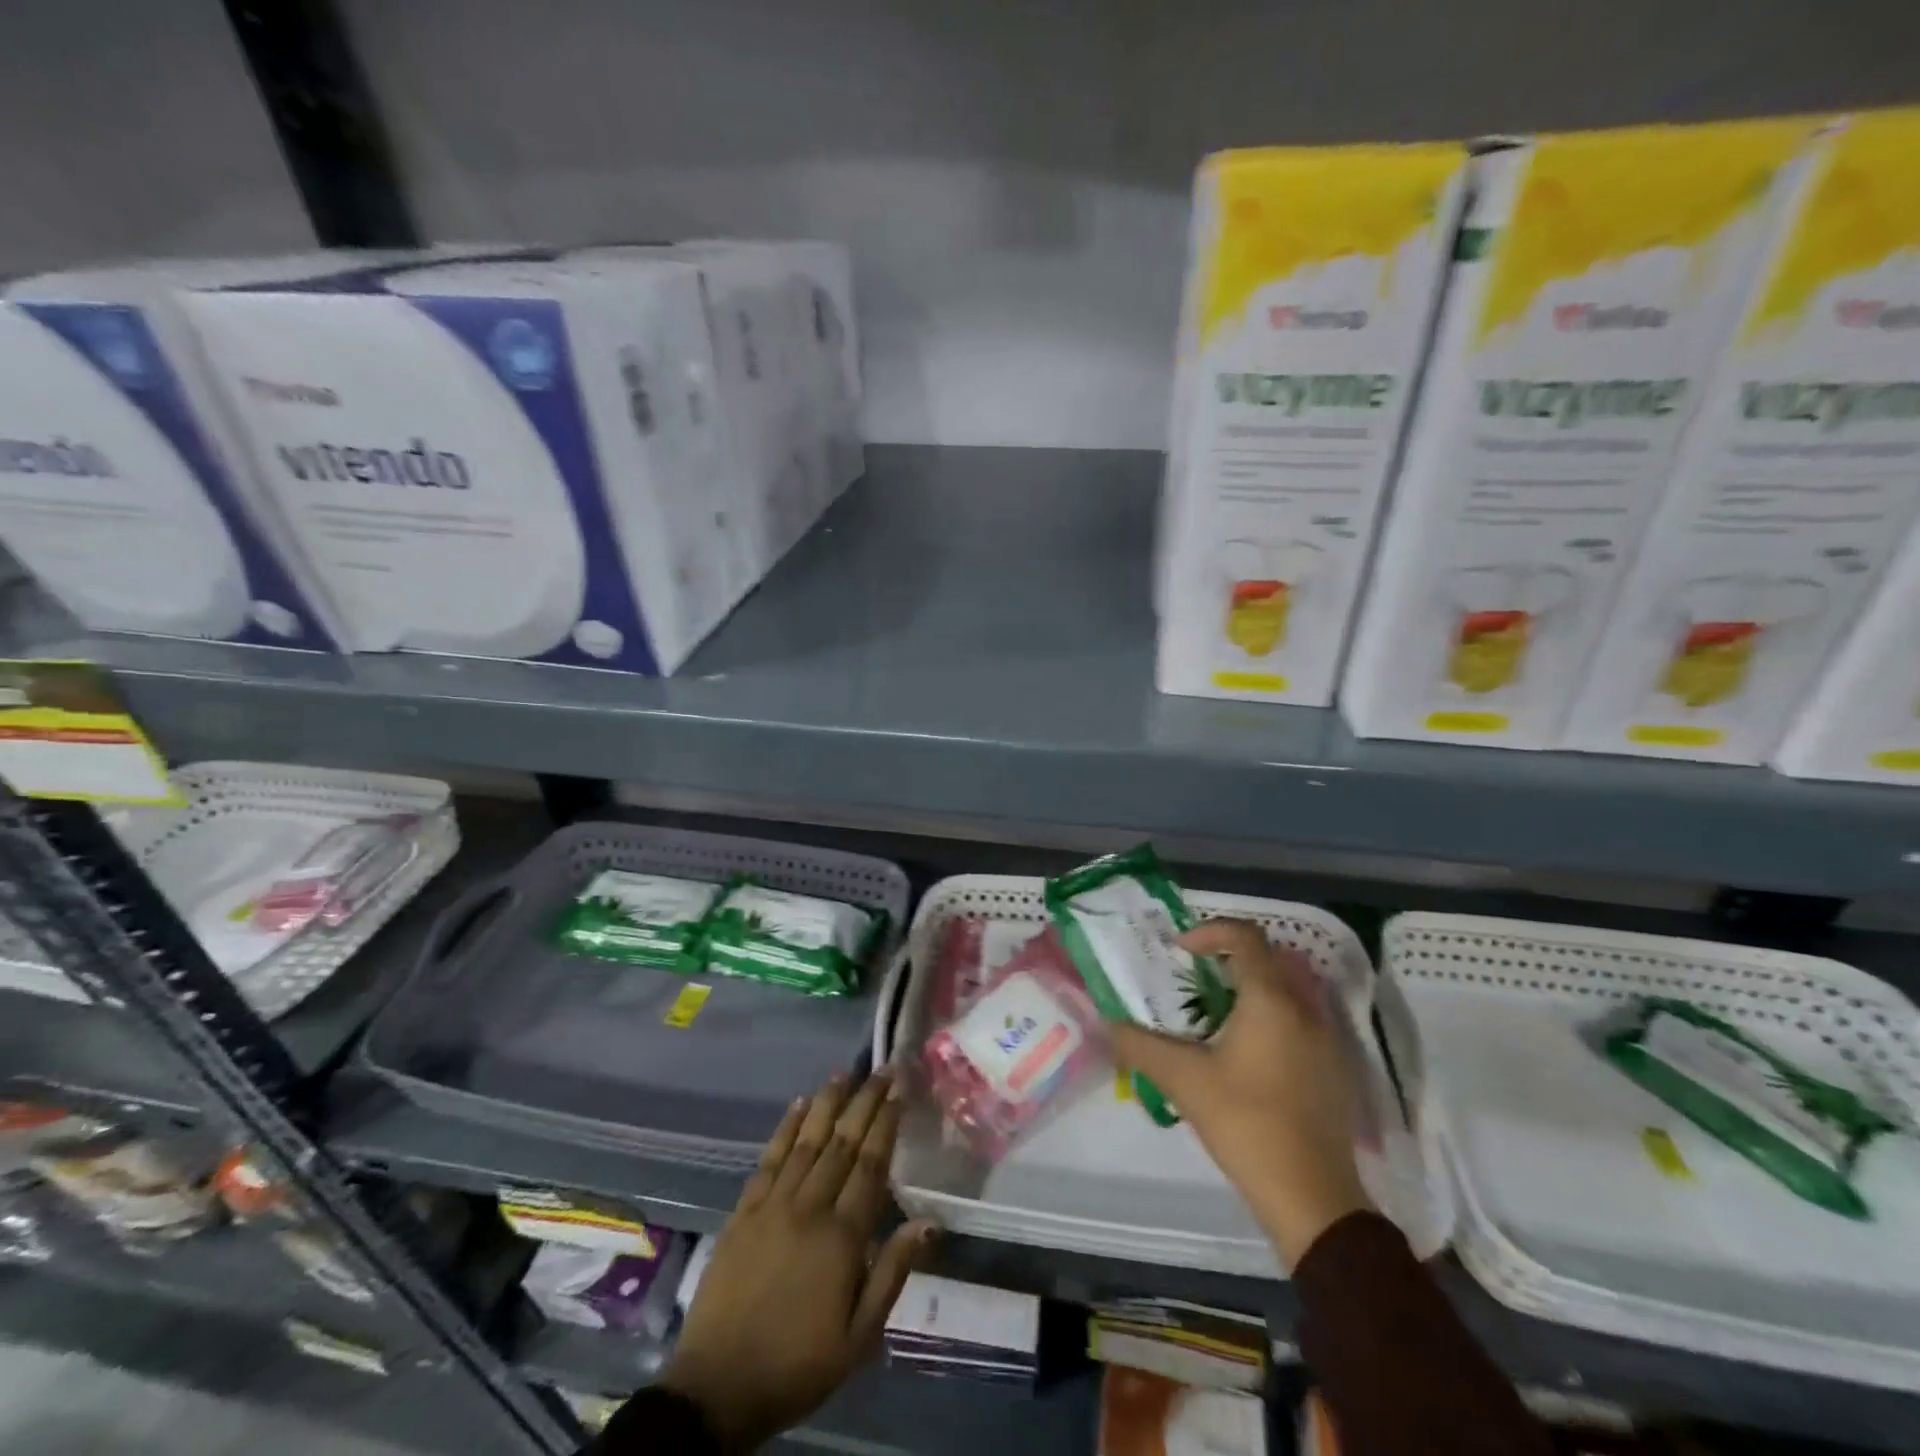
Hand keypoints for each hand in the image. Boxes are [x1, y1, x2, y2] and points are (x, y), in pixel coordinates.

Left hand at [661, 1070, 937, 1452]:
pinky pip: (769, 1159)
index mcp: (842, 1237)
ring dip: (827, 1103)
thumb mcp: (859, 1336)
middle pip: (842, 1143)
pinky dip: (785, 1128)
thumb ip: (893, 1272)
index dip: (886, 1125)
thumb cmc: (798, 1364)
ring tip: (844, 1073)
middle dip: (864, 1102)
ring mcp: (773, 1205)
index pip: (870, 1165)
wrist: (718, 1388)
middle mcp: (809, 1208)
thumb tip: (930, 1221)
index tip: (898, 1092)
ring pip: (806, 1141)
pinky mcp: (744, 1211)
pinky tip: (797, 1104)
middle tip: (881, 1069)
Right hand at [1111, 919, 1372, 1267]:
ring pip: (1286, 992)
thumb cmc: (1246, 1123)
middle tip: (1193, 981)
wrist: (1313, 1197)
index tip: (1180, 951)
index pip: (1245, 937)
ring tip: (1214, 1020)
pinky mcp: (1334, 1070)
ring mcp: (1327, 1040)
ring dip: (1249, 991)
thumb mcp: (1183, 1080)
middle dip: (1228, 960)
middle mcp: (1305, 1010)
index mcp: (1271, 1000)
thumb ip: (1140, 1045)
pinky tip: (1246, 1058)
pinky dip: (1270, 1019)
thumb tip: (1108, 1024)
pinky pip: (1299, 1022)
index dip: (1209, 932)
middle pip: (1267, 960)